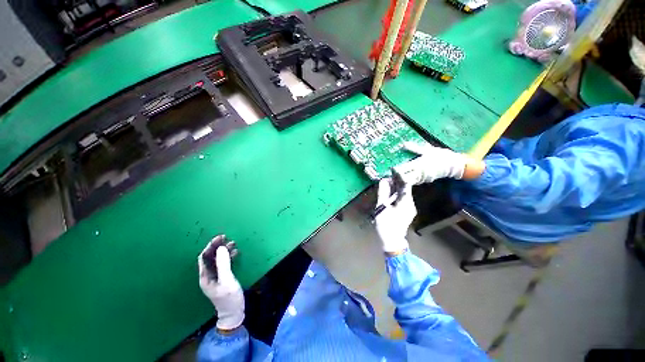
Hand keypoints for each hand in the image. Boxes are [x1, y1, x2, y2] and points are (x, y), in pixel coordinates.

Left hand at [198, 238, 244, 330]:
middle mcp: (208, 275)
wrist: (233, 313)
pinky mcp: (223, 277)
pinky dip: (228, 257)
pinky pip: (224, 263)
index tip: (221, 237)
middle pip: (210, 257)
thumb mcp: (227, 281)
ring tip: (234, 244)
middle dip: (218, 247)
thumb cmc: (229, 299)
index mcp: (205, 277)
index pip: (204, 257)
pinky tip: (235, 253)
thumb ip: (223, 264)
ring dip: (224, 251)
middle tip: (228, 239)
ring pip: (217, 259)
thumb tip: (222, 248)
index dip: (211, 246)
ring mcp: (216, 277)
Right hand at [374, 179, 416, 252]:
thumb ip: (383, 193)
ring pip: (403, 194)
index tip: (393, 170)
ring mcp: (409, 208)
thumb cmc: (386, 225)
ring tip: (386, 183)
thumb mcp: (382, 207)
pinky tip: (389, 194)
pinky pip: (402, 199)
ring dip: (395, 188)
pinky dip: (395, 195)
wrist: (392, 241)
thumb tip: (383, 181)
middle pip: (404, 189)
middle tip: (387, 176)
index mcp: (406, 202)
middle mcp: (410, 204)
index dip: (399, 176)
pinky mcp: (406, 212)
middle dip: (396, 182)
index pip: (405, 185)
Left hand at [393, 142, 477, 184]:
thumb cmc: (439, 155)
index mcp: (419, 164)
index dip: (396, 171)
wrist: (453, 164)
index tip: (389, 169)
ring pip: (408, 181)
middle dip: (396, 177)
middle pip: (404, 178)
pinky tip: (401, 179)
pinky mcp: (424, 181)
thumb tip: (403, 144)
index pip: (404, 169)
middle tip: (389, 175)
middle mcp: (419, 173)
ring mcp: (422, 178)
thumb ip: (415, 148)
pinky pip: (413, 182)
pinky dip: (407, 181)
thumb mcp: (427, 150)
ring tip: (392, 178)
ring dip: (400, 180)